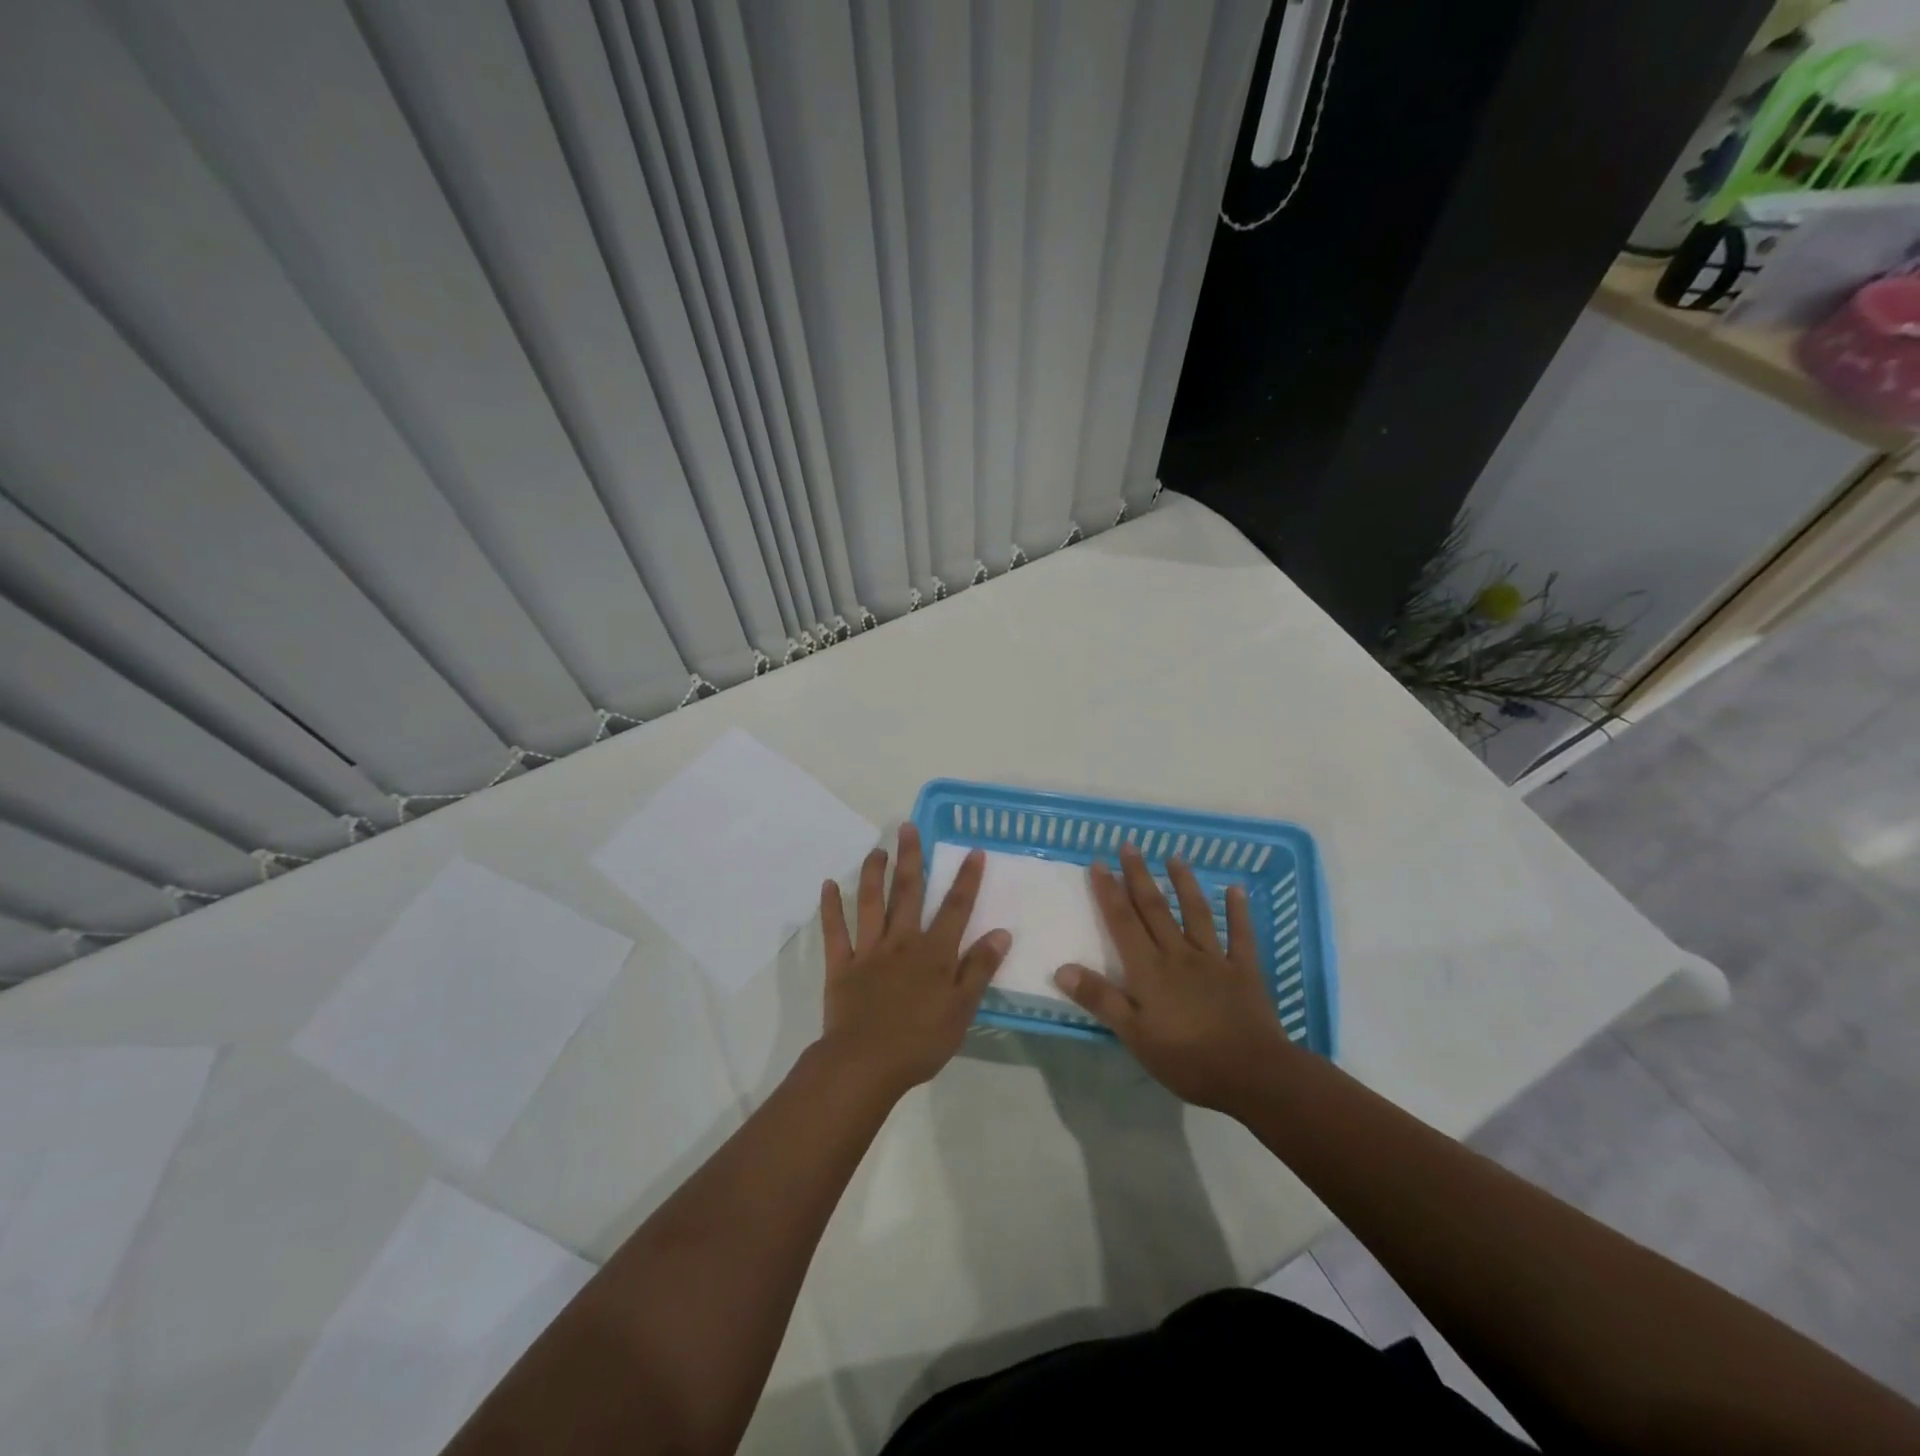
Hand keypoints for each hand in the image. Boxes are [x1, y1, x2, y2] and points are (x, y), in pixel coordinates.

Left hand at [818, 825, 1009, 1101]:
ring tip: (877, 850)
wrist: (864, 1064)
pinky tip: (828, 885)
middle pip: (907, 893)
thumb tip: (1001, 932)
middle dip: (910, 858)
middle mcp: (901, 942)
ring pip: (870, 903)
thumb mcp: (962, 1010)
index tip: (973, 851)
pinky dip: (830, 908)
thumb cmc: (920, 1042)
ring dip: (873, 874)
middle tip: (908, 827)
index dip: (966, 879)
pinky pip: (834, 931)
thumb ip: (979, 969)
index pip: (955, 908)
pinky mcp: (841, 965)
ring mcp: (868, 951)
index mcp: (933, 954)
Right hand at [1053, 844, 1293, 1111]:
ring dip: (1184, 883)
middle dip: (1139, 876)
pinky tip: (1236, 889)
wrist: (1253, 1074)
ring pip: (1195, 913)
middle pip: (1154, 909)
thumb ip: (1100, 999)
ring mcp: (1214, 959)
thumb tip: (1062, 968)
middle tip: (1129, 845)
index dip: (1109, 892)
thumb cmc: (1187, 1059)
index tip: (1098, 863)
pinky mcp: (1243, 970)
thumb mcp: (1134, 1036)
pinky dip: (1239, 911)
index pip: (1123, 922)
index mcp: (1149, 969)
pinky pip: (1240, 935)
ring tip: (1175, 856)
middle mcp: (1178, 954)